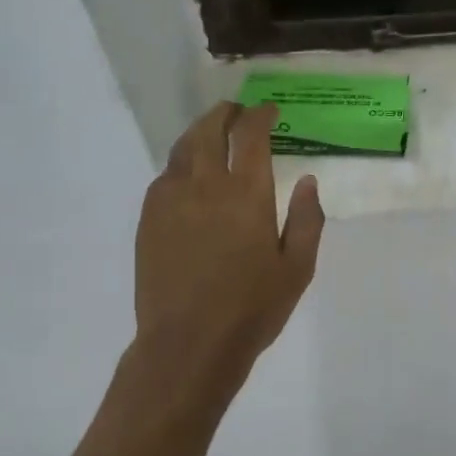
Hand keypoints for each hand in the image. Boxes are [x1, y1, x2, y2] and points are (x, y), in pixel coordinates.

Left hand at [135, 102, 324, 368]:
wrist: (189, 343)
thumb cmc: (252, 309)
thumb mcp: (297, 269)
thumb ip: (307, 220)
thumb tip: (307, 181)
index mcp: (246, 193)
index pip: (250, 134)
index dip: (260, 115)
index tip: (269, 111)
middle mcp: (205, 185)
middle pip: (209, 130)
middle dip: (225, 114)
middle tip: (237, 112)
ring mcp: (170, 199)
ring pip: (182, 148)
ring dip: (200, 132)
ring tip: (212, 134)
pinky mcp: (148, 218)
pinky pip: (165, 176)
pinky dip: (181, 163)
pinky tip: (188, 176)